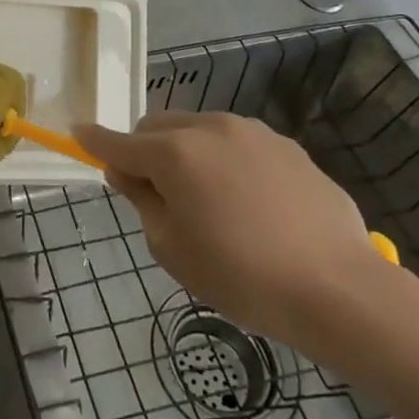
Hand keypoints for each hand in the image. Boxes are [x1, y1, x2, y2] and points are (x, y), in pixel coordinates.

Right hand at [75, 111, 389, 350]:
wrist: (341, 291)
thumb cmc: (243, 277)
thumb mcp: (172, 249)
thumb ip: (142, 200)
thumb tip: (128, 172)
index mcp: (174, 153)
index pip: (118, 142)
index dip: (93, 140)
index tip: (76, 134)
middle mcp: (209, 128)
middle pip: (157, 127)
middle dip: (145, 151)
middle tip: (158, 196)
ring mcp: (252, 132)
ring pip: (197, 129)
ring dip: (186, 152)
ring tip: (209, 201)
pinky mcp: (286, 146)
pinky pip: (236, 143)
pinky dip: (225, 160)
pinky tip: (250, 203)